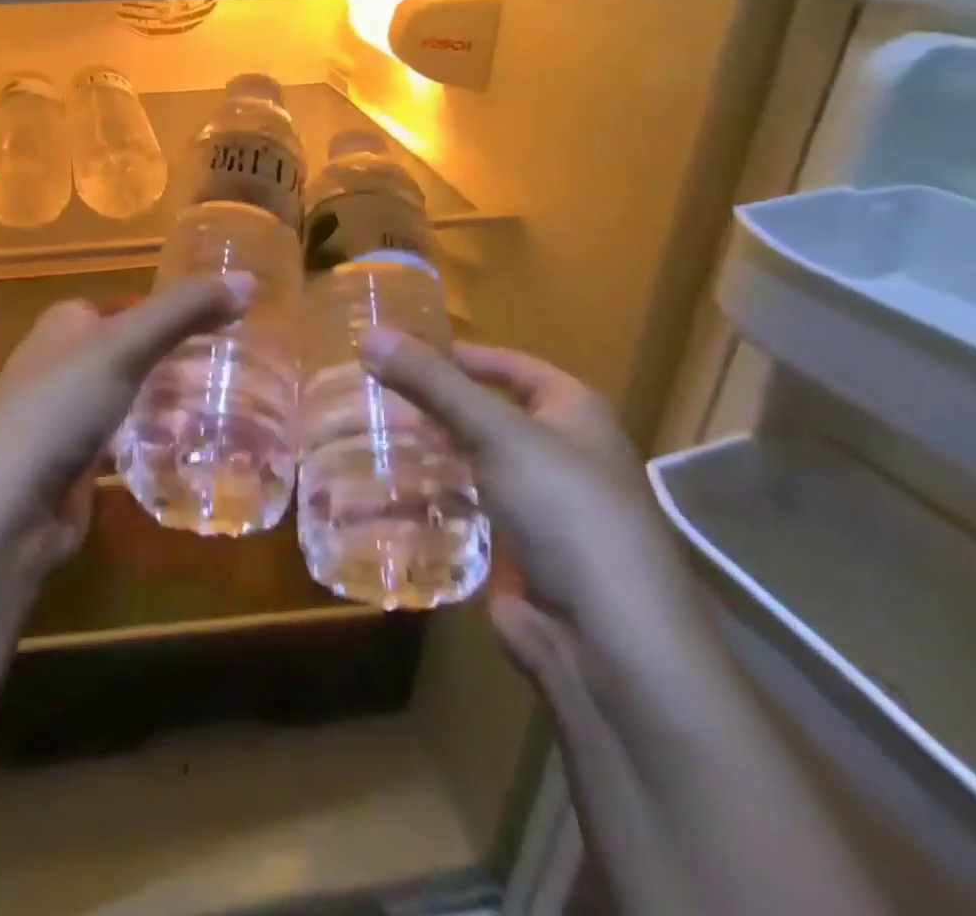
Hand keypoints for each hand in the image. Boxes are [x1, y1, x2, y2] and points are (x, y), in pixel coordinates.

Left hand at [0, 274, 254, 574]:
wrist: (7, 509)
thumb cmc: (61, 407)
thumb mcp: (124, 346)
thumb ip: (185, 310)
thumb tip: (249, 279)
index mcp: (66, 323)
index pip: (131, 304)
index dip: (175, 309)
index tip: (228, 321)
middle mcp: (62, 362)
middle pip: (133, 350)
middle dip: (178, 359)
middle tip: (236, 368)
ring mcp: (66, 414)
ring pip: (131, 396)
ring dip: (170, 401)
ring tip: (226, 406)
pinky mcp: (75, 461)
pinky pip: (125, 440)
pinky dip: (153, 441)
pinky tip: (190, 448)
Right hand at [358, 334, 712, 684]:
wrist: (609, 642)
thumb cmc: (564, 510)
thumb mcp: (495, 431)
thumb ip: (431, 382)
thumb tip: (368, 334)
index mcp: (574, 412)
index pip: (509, 365)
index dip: (457, 355)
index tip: (397, 352)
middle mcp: (561, 453)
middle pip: (484, 414)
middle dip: (431, 407)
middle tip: (369, 396)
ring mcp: (540, 505)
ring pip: (471, 463)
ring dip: (425, 452)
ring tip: (366, 438)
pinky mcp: (517, 551)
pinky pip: (466, 509)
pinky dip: (430, 498)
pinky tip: (385, 491)